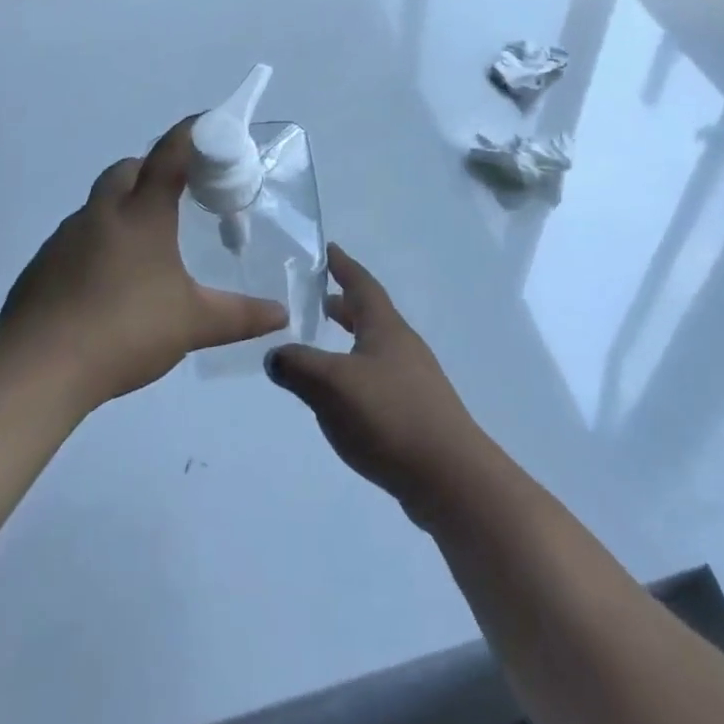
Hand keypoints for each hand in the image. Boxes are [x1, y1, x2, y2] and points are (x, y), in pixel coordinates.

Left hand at [0, 119, 288, 407]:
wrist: (37, 368)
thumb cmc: (125, 331)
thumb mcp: (192, 324)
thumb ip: (239, 315)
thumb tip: (282, 314)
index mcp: (142, 215)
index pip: (169, 155)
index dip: (190, 132)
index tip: (209, 122)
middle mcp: (102, 214)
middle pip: (127, 169)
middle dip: (152, 168)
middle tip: (177, 193)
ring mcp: (65, 238)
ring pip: (98, 203)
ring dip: (122, 207)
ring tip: (145, 244)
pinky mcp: (41, 266)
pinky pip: (75, 238)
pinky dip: (96, 242)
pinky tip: (107, 282)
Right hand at [266, 246, 494, 525]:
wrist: (449, 476)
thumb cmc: (389, 416)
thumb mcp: (332, 385)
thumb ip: (298, 366)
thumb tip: (274, 354)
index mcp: (385, 327)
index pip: (361, 284)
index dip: (343, 265)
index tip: (328, 248)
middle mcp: (402, 345)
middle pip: (370, 313)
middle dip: (344, 303)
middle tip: (318, 297)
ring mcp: (414, 379)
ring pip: (375, 346)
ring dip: (351, 339)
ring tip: (324, 346)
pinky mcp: (416, 411)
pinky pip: (380, 377)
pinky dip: (358, 372)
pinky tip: (345, 396)